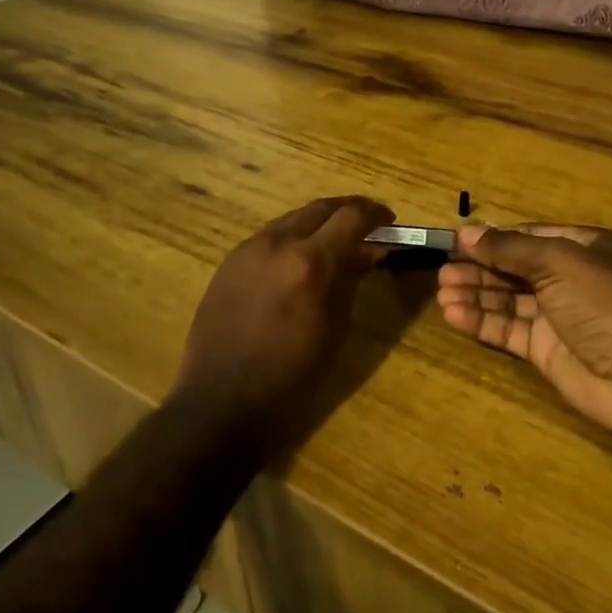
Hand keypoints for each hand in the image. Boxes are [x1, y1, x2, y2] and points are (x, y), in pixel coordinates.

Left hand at [174, 195, 394, 456]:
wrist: (222, 404)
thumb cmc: (291, 378)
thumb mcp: (334, 329)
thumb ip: (351, 280)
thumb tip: (371, 251)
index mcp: (310, 261)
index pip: (351, 217)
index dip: (375, 214)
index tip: (390, 221)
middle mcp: (278, 243)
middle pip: (320, 208)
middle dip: (348, 211)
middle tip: (368, 224)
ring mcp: (248, 249)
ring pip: (292, 218)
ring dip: (318, 222)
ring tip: (335, 240)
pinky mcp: (228, 262)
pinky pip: (269, 236)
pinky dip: (293, 237)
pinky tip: (299, 258)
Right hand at [436, 224, 611, 442]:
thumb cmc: (607, 303)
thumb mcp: (560, 262)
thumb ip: (510, 249)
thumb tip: (467, 233)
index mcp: (582, 248)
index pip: (528, 237)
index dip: (493, 239)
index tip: (455, 242)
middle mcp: (569, 279)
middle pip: (514, 268)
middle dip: (479, 268)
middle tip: (442, 271)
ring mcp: (557, 317)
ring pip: (507, 300)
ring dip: (475, 294)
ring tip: (442, 292)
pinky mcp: (546, 352)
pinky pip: (508, 330)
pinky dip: (481, 321)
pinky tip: (454, 314)